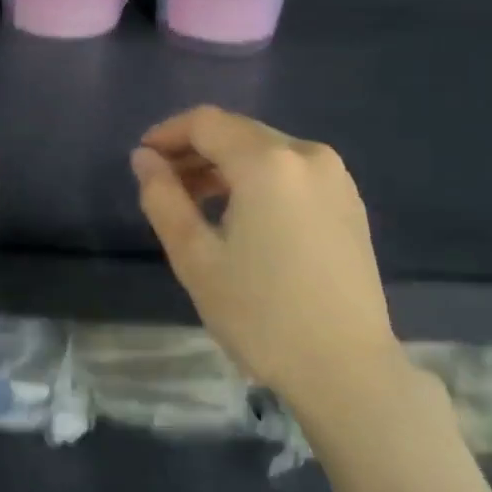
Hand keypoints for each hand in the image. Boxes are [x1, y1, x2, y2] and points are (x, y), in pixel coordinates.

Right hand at [131, 106, 401, 416]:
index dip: (168, 133)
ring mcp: (336, 177)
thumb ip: (163, 198)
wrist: (346, 369)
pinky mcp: (349, 202)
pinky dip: (259, 180)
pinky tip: (242, 216)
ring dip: (226, 166)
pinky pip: (292, 172)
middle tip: (163, 185)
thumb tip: (144, 159)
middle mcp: (308, 154)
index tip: (142, 160)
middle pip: (238, 132)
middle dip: (195, 150)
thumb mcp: (196, 258)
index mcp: (269, 162)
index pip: (206, 122)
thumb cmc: (261, 315)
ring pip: (266, 151)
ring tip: (196, 203)